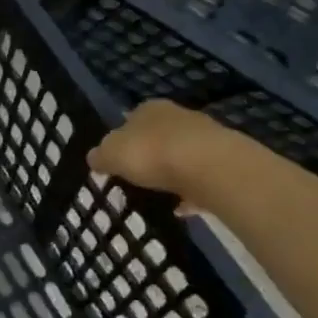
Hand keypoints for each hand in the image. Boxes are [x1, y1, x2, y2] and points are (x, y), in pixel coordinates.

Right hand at [86, 101, 240, 214]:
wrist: (209, 167)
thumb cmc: (152, 153)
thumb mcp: (111, 155)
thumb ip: (101, 156)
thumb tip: (94, 158)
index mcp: (148, 109)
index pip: (130, 119)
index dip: (121, 139)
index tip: (116, 161)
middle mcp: (177, 116)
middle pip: (157, 136)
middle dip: (148, 154)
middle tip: (136, 177)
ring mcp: (204, 138)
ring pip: (181, 155)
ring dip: (171, 173)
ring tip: (158, 196)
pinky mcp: (223, 162)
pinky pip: (199, 178)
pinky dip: (189, 192)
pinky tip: (181, 208)